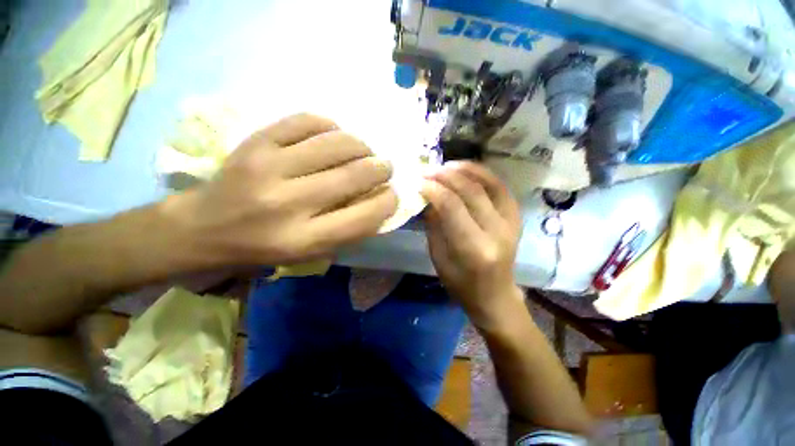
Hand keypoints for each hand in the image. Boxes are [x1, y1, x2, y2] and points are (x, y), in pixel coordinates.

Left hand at [164, 113, 397, 268]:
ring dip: (362, 146)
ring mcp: (269, 166)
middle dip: (381, 169)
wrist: (205, 227)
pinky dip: (331, 126)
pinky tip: (334, 135)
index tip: (393, 194)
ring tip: (364, 152)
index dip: (388, 202)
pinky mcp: (256, 141)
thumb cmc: (265, 247)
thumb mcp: (310, 253)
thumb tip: (380, 200)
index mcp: (304, 240)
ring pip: (337, 143)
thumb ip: (348, 229)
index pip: (364, 217)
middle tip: (385, 167)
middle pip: (355, 175)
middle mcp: (288, 204)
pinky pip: (307, 121)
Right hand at [421, 161, 523, 330]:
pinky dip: (483, 174)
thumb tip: (428, 196)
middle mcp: (497, 231)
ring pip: (489, 183)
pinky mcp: (516, 217)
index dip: (433, 189)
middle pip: (471, 191)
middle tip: (428, 170)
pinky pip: (500, 187)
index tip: (418, 181)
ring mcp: (511, 222)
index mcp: (474, 248)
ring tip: (446, 165)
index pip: (452, 206)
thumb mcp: (438, 256)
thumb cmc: (460, 282)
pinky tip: (466, 170)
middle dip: (446, 176)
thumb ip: (434, 224)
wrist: (495, 294)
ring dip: (465, 169)